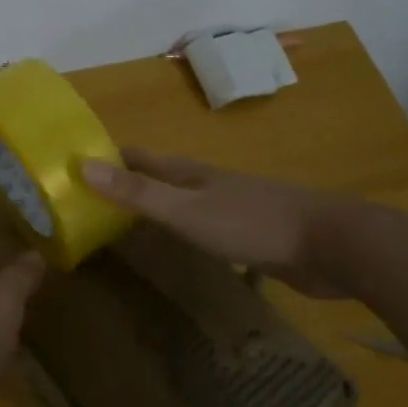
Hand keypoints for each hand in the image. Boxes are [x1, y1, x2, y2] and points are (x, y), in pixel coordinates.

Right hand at [82, 148, 358, 298]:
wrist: (331, 244)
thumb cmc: (252, 224)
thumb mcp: (186, 211)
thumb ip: (138, 192)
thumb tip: (83, 166)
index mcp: (191, 174)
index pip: (139, 157)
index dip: (108, 158)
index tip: (76, 166)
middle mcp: (208, 184)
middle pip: (160, 177)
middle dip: (128, 182)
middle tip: (92, 200)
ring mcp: (232, 208)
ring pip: (184, 202)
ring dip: (156, 207)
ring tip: (127, 224)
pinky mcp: (252, 235)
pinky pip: (205, 228)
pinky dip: (184, 232)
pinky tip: (181, 249)